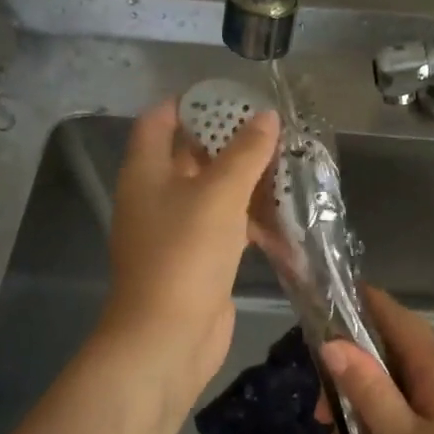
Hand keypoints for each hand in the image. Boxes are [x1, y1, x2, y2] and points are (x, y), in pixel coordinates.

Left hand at [97, 100, 277, 401]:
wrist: (168, 337)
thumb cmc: (185, 255)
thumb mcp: (219, 195)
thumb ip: (245, 153)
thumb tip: (267, 116)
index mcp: (146, 172)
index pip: (159, 121)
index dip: (190, 103)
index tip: (231, 96)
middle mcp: (156, 197)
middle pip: (189, 155)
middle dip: (229, 141)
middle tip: (272, 128)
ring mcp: (177, 231)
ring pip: (213, 192)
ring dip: (245, 180)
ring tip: (287, 162)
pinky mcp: (199, 259)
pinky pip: (225, 226)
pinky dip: (249, 217)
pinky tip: (284, 213)